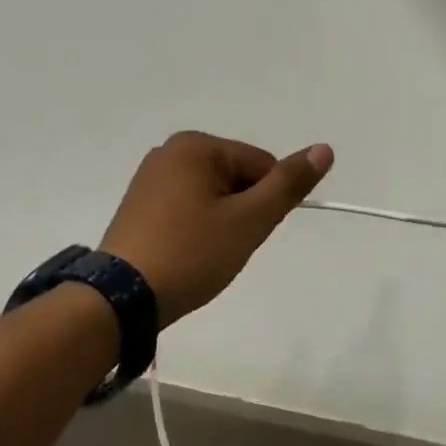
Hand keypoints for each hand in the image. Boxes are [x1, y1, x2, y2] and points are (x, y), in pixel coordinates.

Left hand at [101, 131, 334, 325]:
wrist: (120, 299)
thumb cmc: (191, 254)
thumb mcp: (249, 220)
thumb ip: (288, 184)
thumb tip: (325, 149)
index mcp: (196, 145)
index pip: (261, 165)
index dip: (265, 203)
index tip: (247, 235)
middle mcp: (170, 151)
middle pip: (236, 177)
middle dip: (241, 212)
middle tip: (224, 248)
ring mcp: (149, 177)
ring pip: (212, 195)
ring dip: (221, 223)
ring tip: (203, 254)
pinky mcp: (138, 204)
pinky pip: (186, 207)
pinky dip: (196, 229)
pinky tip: (185, 253)